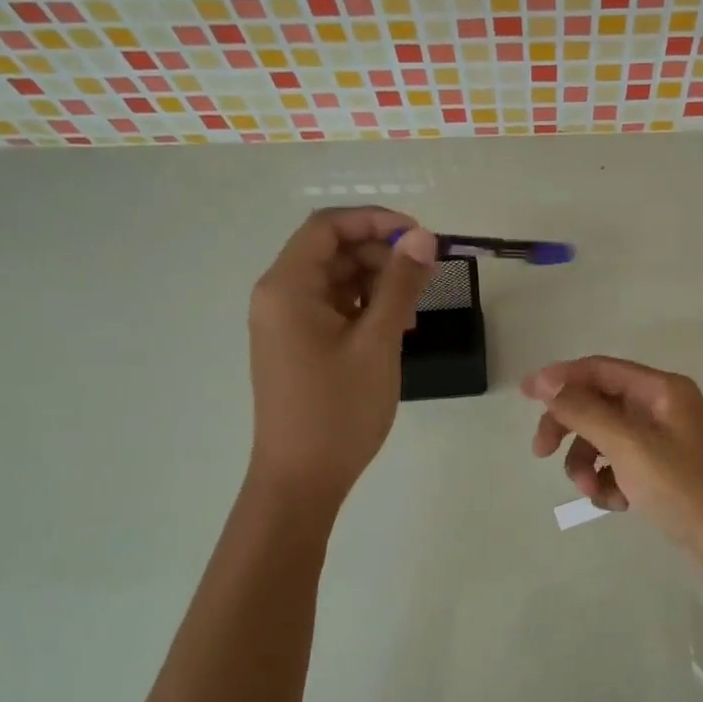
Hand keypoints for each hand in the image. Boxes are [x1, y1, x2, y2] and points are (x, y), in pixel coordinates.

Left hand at [247, 209, 435, 507]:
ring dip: (376, 284)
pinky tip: (394, 330)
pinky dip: (364, 308)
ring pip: (335, 280)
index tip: (421, 238)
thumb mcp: (378, 342)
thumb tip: (422, 237)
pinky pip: (332, 308)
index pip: (328, 227)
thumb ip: (400, 284)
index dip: (376, 221)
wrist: (301, 480)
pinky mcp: (296, 345)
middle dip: (380, 256)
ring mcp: (285, 323)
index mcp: (287, 287)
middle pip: (332, 251)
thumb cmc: (338, 410)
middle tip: (424, 279)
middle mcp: (278, 296)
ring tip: (413, 314)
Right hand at [522, 356, 702, 556]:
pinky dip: (610, 482)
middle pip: (598, 404)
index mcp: (661, 390)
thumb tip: (548, 382)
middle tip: (541, 453)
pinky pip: (621, 465)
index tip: (524, 395)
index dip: (560, 378)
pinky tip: (616, 504)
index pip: (599, 369)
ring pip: (606, 439)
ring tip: (592, 492)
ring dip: (589, 463)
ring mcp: (664, 441)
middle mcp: (662, 407)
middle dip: (569, 428)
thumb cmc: (686, 488)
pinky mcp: (664, 472)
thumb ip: (585, 411)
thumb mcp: (629, 445)